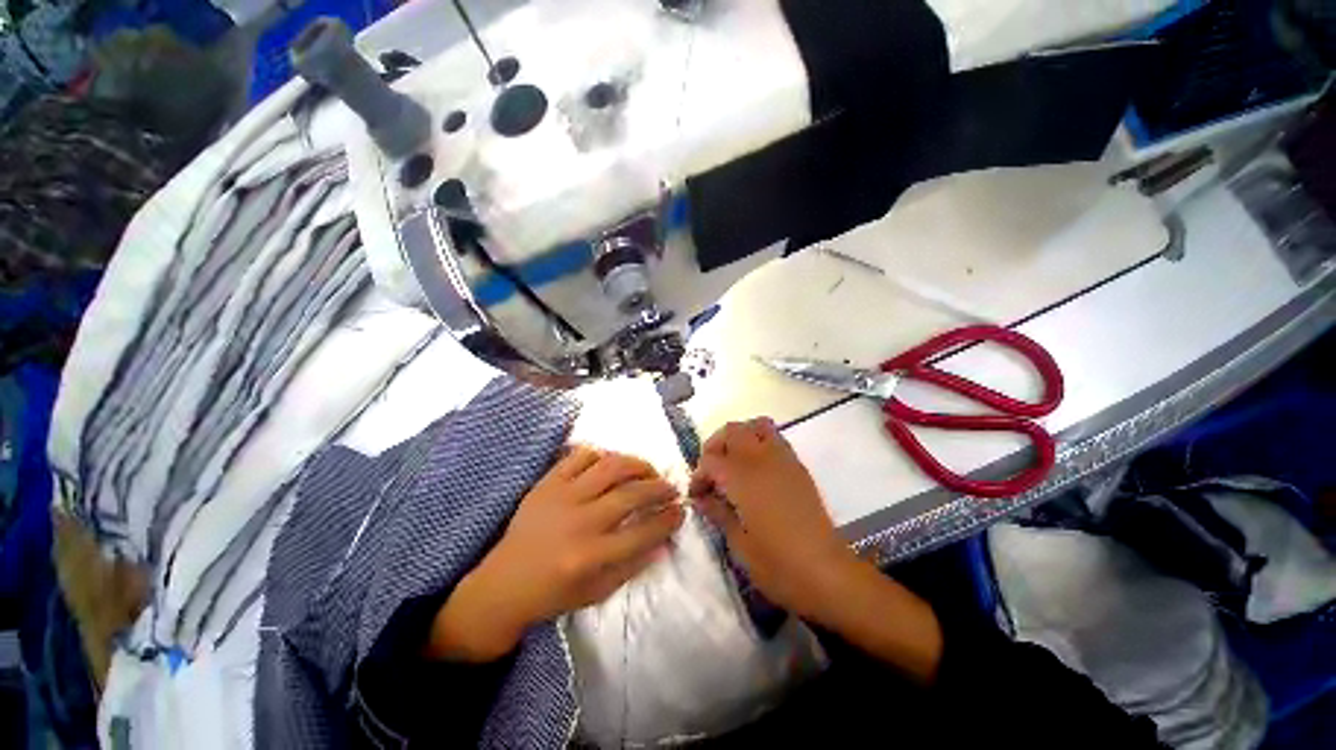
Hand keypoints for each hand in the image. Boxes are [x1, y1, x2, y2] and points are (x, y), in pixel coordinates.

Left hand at [430, 447, 685, 661]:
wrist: (503, 583)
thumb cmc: (553, 593)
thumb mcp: (598, 592)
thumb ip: (633, 565)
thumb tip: (664, 540)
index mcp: (591, 556)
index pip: (643, 532)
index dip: (668, 519)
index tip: (681, 510)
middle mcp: (579, 522)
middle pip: (631, 494)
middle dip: (660, 488)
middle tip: (671, 488)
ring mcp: (562, 497)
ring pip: (610, 467)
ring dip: (637, 464)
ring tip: (648, 470)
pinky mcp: (547, 482)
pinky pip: (580, 455)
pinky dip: (602, 454)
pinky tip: (611, 463)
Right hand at [691, 418, 943, 681]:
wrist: (827, 572)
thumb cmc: (777, 564)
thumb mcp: (739, 544)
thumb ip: (718, 513)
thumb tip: (701, 499)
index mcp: (742, 477)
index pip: (710, 460)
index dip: (698, 475)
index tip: (697, 496)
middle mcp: (761, 459)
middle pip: (732, 431)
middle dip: (715, 446)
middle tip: (711, 472)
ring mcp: (783, 459)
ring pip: (756, 425)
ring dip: (739, 436)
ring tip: (733, 461)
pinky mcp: (798, 466)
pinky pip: (775, 438)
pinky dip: (759, 441)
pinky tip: (756, 469)